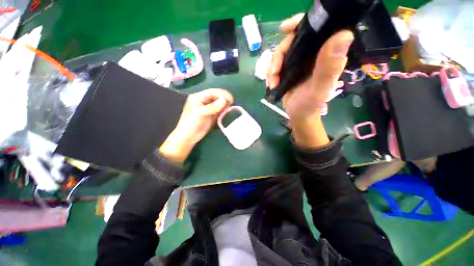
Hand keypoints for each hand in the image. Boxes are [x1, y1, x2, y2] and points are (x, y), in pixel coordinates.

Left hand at [159, 88, 232, 162]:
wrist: (189, 136)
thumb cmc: (192, 123)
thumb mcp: (201, 113)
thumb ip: (213, 106)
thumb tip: (225, 100)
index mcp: (199, 97)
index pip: (213, 92)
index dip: (222, 94)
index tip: (230, 99)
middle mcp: (204, 100)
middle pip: (217, 96)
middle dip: (224, 99)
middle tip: (231, 104)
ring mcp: (208, 108)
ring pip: (219, 103)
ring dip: (225, 104)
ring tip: (228, 108)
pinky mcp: (212, 114)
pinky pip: (219, 110)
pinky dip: (224, 110)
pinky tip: (226, 112)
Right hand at [266, 14, 353, 147]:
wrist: (299, 115)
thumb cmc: (310, 104)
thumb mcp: (319, 88)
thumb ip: (329, 66)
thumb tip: (344, 34)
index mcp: (325, 54)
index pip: (315, 28)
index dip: (300, 24)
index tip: (284, 29)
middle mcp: (312, 54)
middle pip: (291, 41)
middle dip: (279, 55)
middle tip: (274, 72)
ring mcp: (299, 62)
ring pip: (281, 54)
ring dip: (272, 67)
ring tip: (272, 82)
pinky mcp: (289, 69)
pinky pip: (276, 65)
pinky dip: (271, 73)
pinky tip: (271, 83)